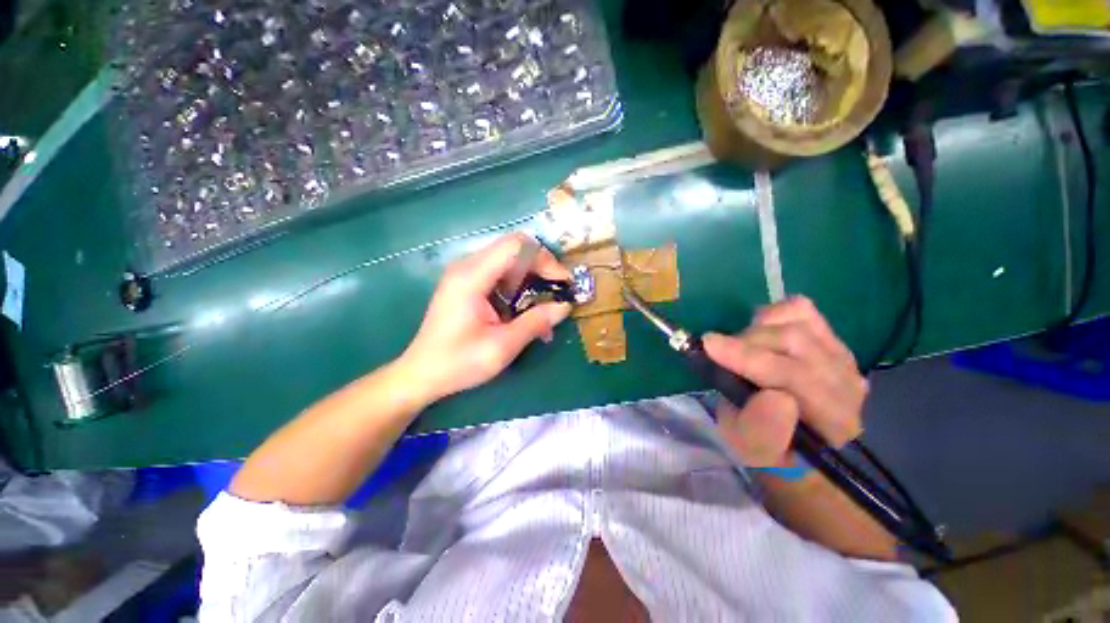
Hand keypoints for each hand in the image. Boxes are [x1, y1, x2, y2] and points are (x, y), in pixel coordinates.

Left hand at [400, 233, 572, 402]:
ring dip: (532, 276)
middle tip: (558, 291)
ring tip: (545, 304)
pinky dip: (519, 285)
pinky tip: (526, 309)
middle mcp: (467, 266)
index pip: (516, 247)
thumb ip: (535, 323)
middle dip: (542, 266)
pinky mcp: (467, 283)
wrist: (421, 373)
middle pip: (514, 248)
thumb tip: (565, 306)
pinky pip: (501, 272)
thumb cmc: (458, 363)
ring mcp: (466, 273)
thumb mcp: (502, 347)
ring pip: (510, 259)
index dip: (545, 259)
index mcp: (471, 277)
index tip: (562, 283)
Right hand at [702, 296, 866, 468]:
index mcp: (831, 422)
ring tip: (741, 347)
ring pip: (797, 324)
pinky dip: (774, 314)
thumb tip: (773, 396)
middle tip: (719, 352)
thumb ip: (760, 430)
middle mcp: (848, 386)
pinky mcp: (832, 338)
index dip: (749, 358)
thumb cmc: (765, 445)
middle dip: (746, 342)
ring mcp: (843, 358)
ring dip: (757, 330)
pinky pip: (802, 310)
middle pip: (795, 343)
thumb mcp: (751, 449)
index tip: (709, 345)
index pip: (796, 379)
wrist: (792, 439)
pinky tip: (762, 331)